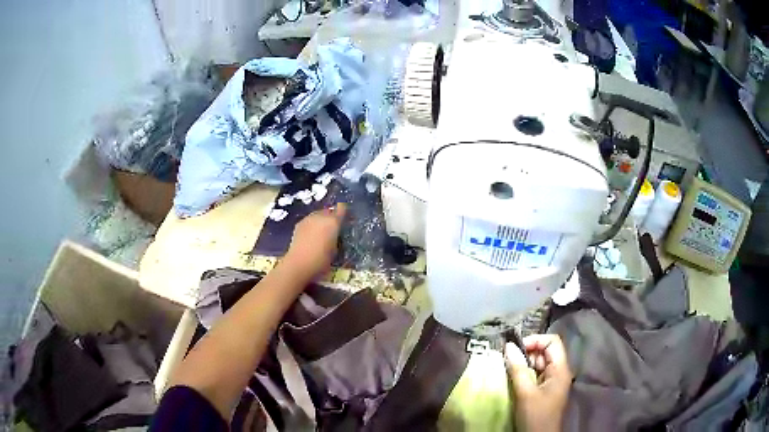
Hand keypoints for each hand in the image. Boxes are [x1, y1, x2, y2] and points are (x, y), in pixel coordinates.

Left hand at [284, 203, 346, 278]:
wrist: (299, 263)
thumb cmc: (322, 260)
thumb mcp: (335, 250)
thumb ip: (337, 237)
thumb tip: (335, 233)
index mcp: (333, 222)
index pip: (342, 209)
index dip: (344, 212)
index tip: (346, 218)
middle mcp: (321, 216)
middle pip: (329, 211)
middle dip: (332, 216)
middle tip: (334, 227)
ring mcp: (308, 219)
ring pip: (318, 214)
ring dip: (321, 220)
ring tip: (322, 231)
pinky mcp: (299, 224)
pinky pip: (309, 220)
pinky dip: (312, 225)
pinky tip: (311, 235)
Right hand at [505, 335, 572, 431]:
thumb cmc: (536, 415)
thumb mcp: (525, 393)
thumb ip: (518, 369)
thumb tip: (508, 346)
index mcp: (560, 369)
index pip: (553, 342)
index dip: (536, 340)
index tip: (516, 348)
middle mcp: (559, 372)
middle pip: (546, 351)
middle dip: (527, 352)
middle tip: (508, 359)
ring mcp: (552, 381)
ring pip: (540, 363)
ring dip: (525, 363)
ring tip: (508, 367)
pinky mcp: (545, 390)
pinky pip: (536, 374)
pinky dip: (525, 373)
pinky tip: (513, 377)